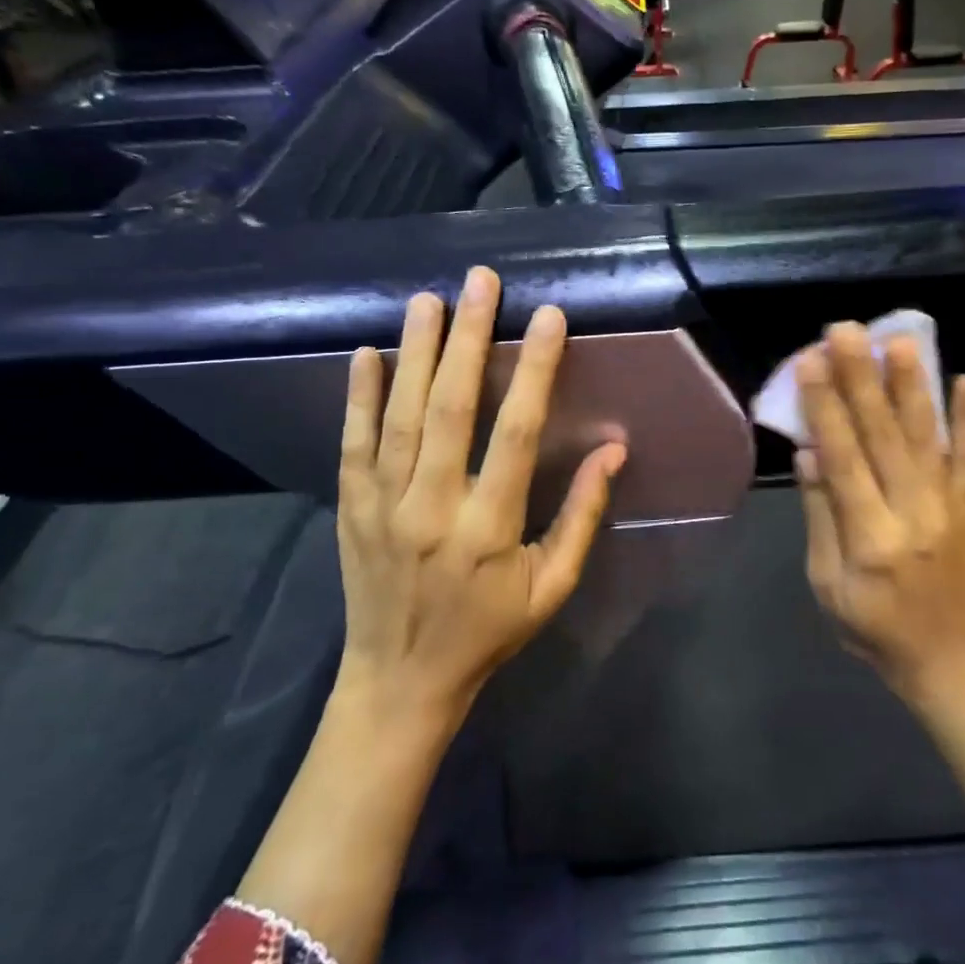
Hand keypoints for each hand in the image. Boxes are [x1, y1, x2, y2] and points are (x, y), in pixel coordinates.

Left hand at [335, 265, 626, 719]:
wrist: (399, 681)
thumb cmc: (487, 632)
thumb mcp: (551, 587)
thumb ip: (581, 516)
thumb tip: (613, 450)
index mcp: (489, 528)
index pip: (516, 433)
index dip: (536, 371)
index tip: (549, 318)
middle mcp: (432, 507)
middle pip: (452, 409)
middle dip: (470, 339)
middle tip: (481, 282)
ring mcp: (382, 506)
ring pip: (401, 415)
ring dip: (416, 353)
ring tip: (429, 300)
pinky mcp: (351, 509)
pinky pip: (354, 443)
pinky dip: (359, 397)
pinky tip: (367, 354)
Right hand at [794, 323, 964, 706]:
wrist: (948, 658)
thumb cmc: (872, 626)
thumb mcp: (827, 583)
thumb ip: (821, 516)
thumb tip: (810, 453)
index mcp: (871, 538)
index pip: (844, 460)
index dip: (825, 407)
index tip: (809, 361)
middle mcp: (913, 513)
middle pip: (883, 436)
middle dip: (862, 378)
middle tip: (846, 330)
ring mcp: (949, 506)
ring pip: (925, 436)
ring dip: (912, 385)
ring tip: (900, 340)